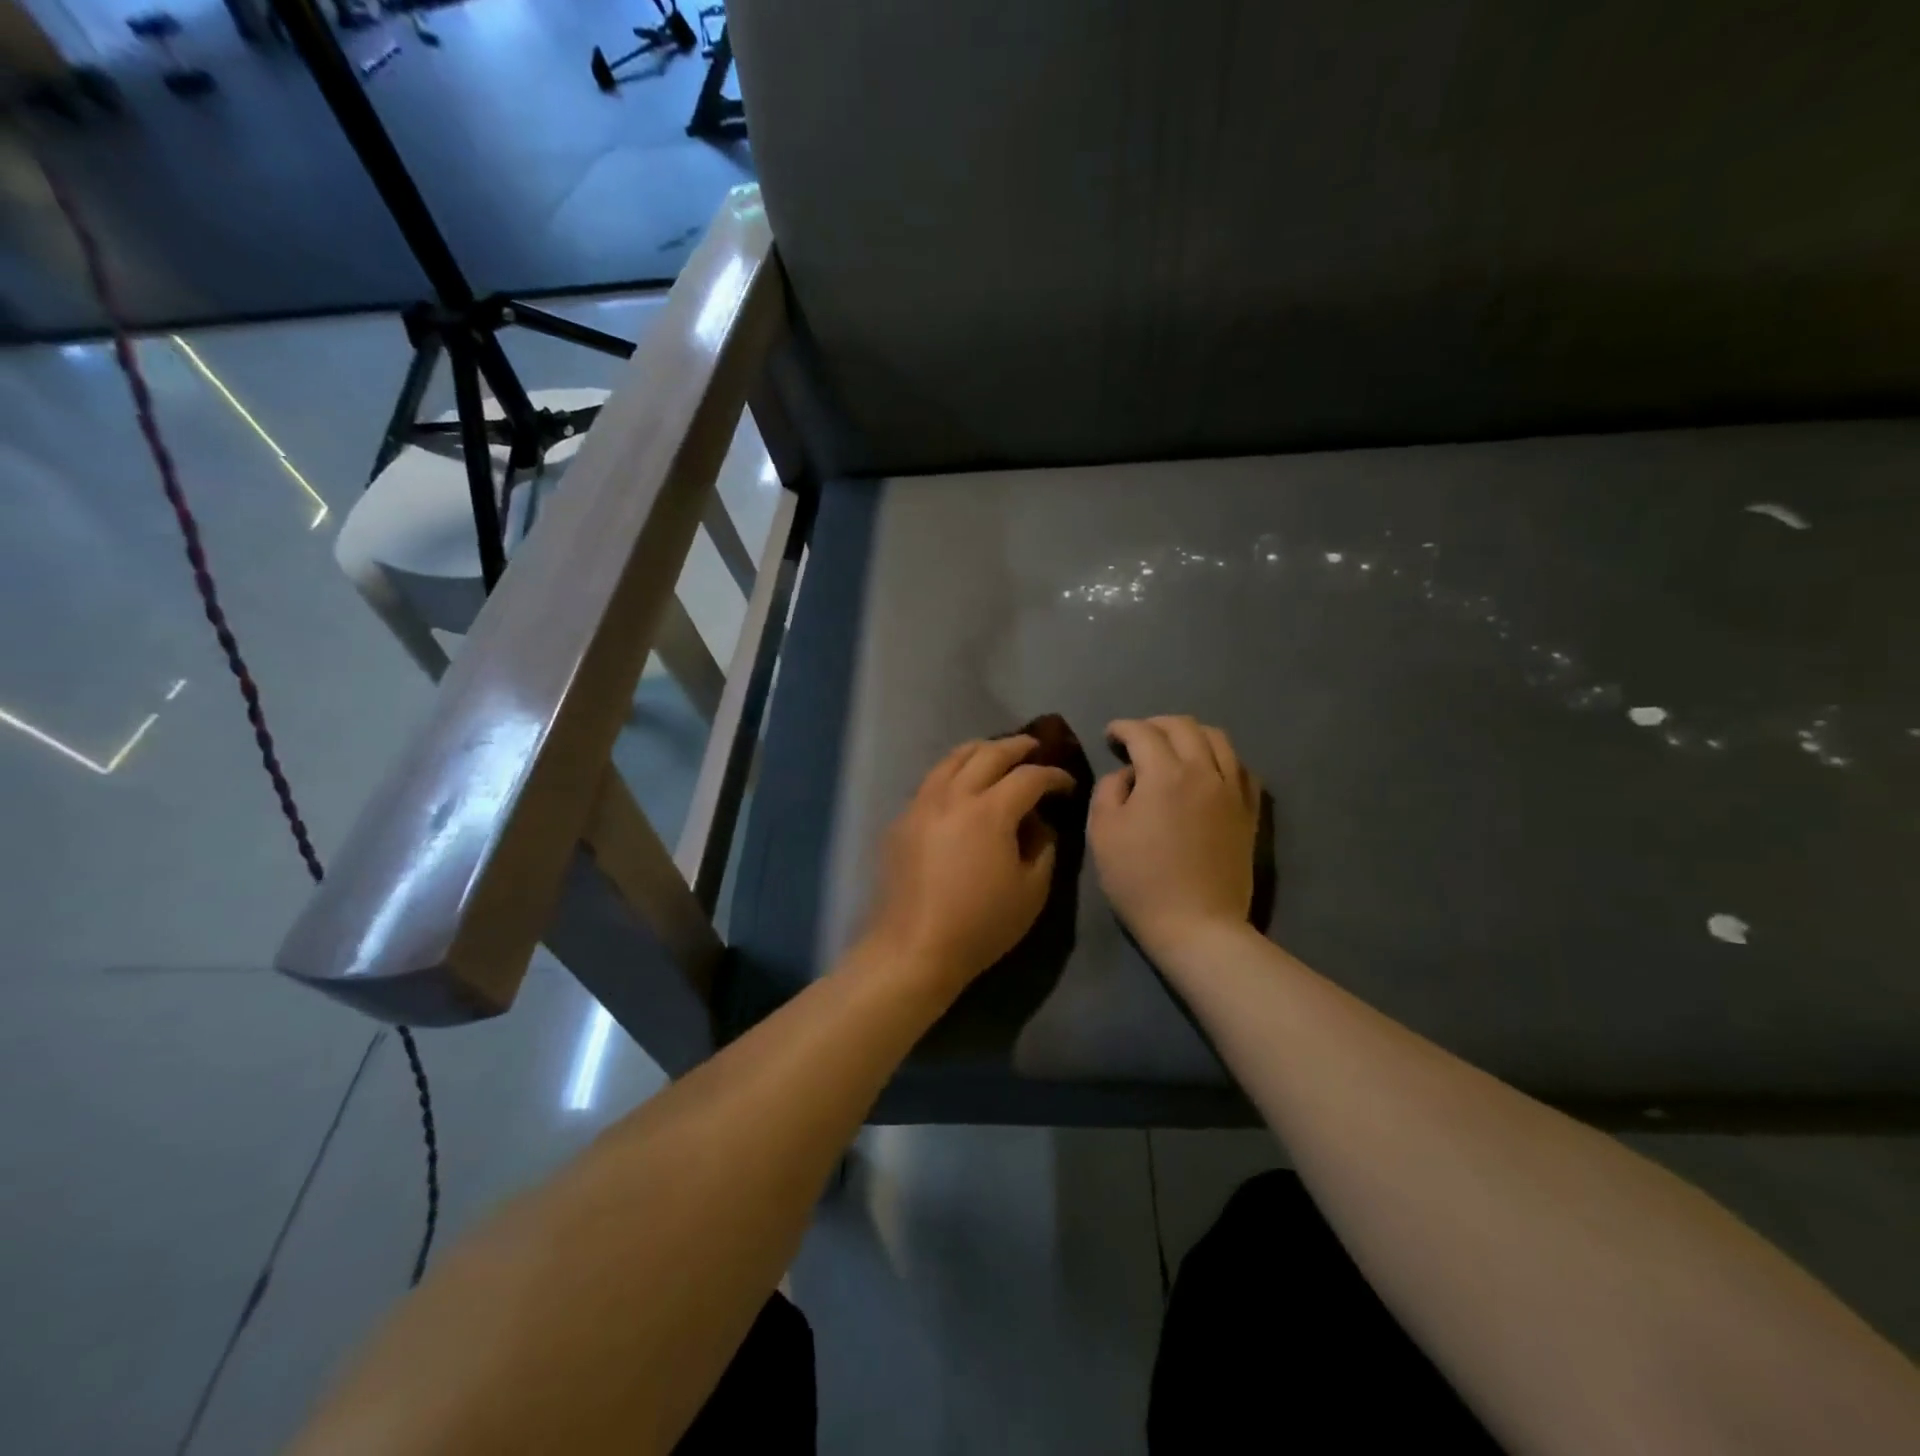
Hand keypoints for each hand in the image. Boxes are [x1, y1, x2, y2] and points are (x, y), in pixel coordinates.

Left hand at [863, 736, 1075, 993]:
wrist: (913, 948)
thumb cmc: (980, 925)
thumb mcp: (1032, 891)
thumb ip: (1043, 846)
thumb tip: (1038, 822)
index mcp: (990, 811)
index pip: (1029, 777)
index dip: (1054, 776)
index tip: (1067, 784)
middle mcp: (953, 795)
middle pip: (988, 753)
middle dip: (1017, 747)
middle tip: (1035, 748)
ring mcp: (921, 804)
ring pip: (952, 758)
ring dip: (981, 750)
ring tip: (996, 754)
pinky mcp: (901, 819)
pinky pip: (932, 781)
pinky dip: (953, 771)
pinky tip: (961, 785)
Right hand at [1090, 716, 1260, 959]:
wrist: (1197, 924)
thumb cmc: (1140, 880)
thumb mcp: (1104, 833)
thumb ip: (1109, 790)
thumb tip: (1128, 774)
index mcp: (1164, 774)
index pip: (1142, 732)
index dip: (1122, 728)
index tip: (1110, 736)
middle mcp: (1203, 771)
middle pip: (1183, 726)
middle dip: (1155, 725)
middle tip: (1136, 739)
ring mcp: (1232, 790)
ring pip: (1217, 739)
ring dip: (1190, 734)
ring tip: (1173, 748)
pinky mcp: (1248, 811)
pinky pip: (1242, 768)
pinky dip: (1221, 758)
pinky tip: (1209, 770)